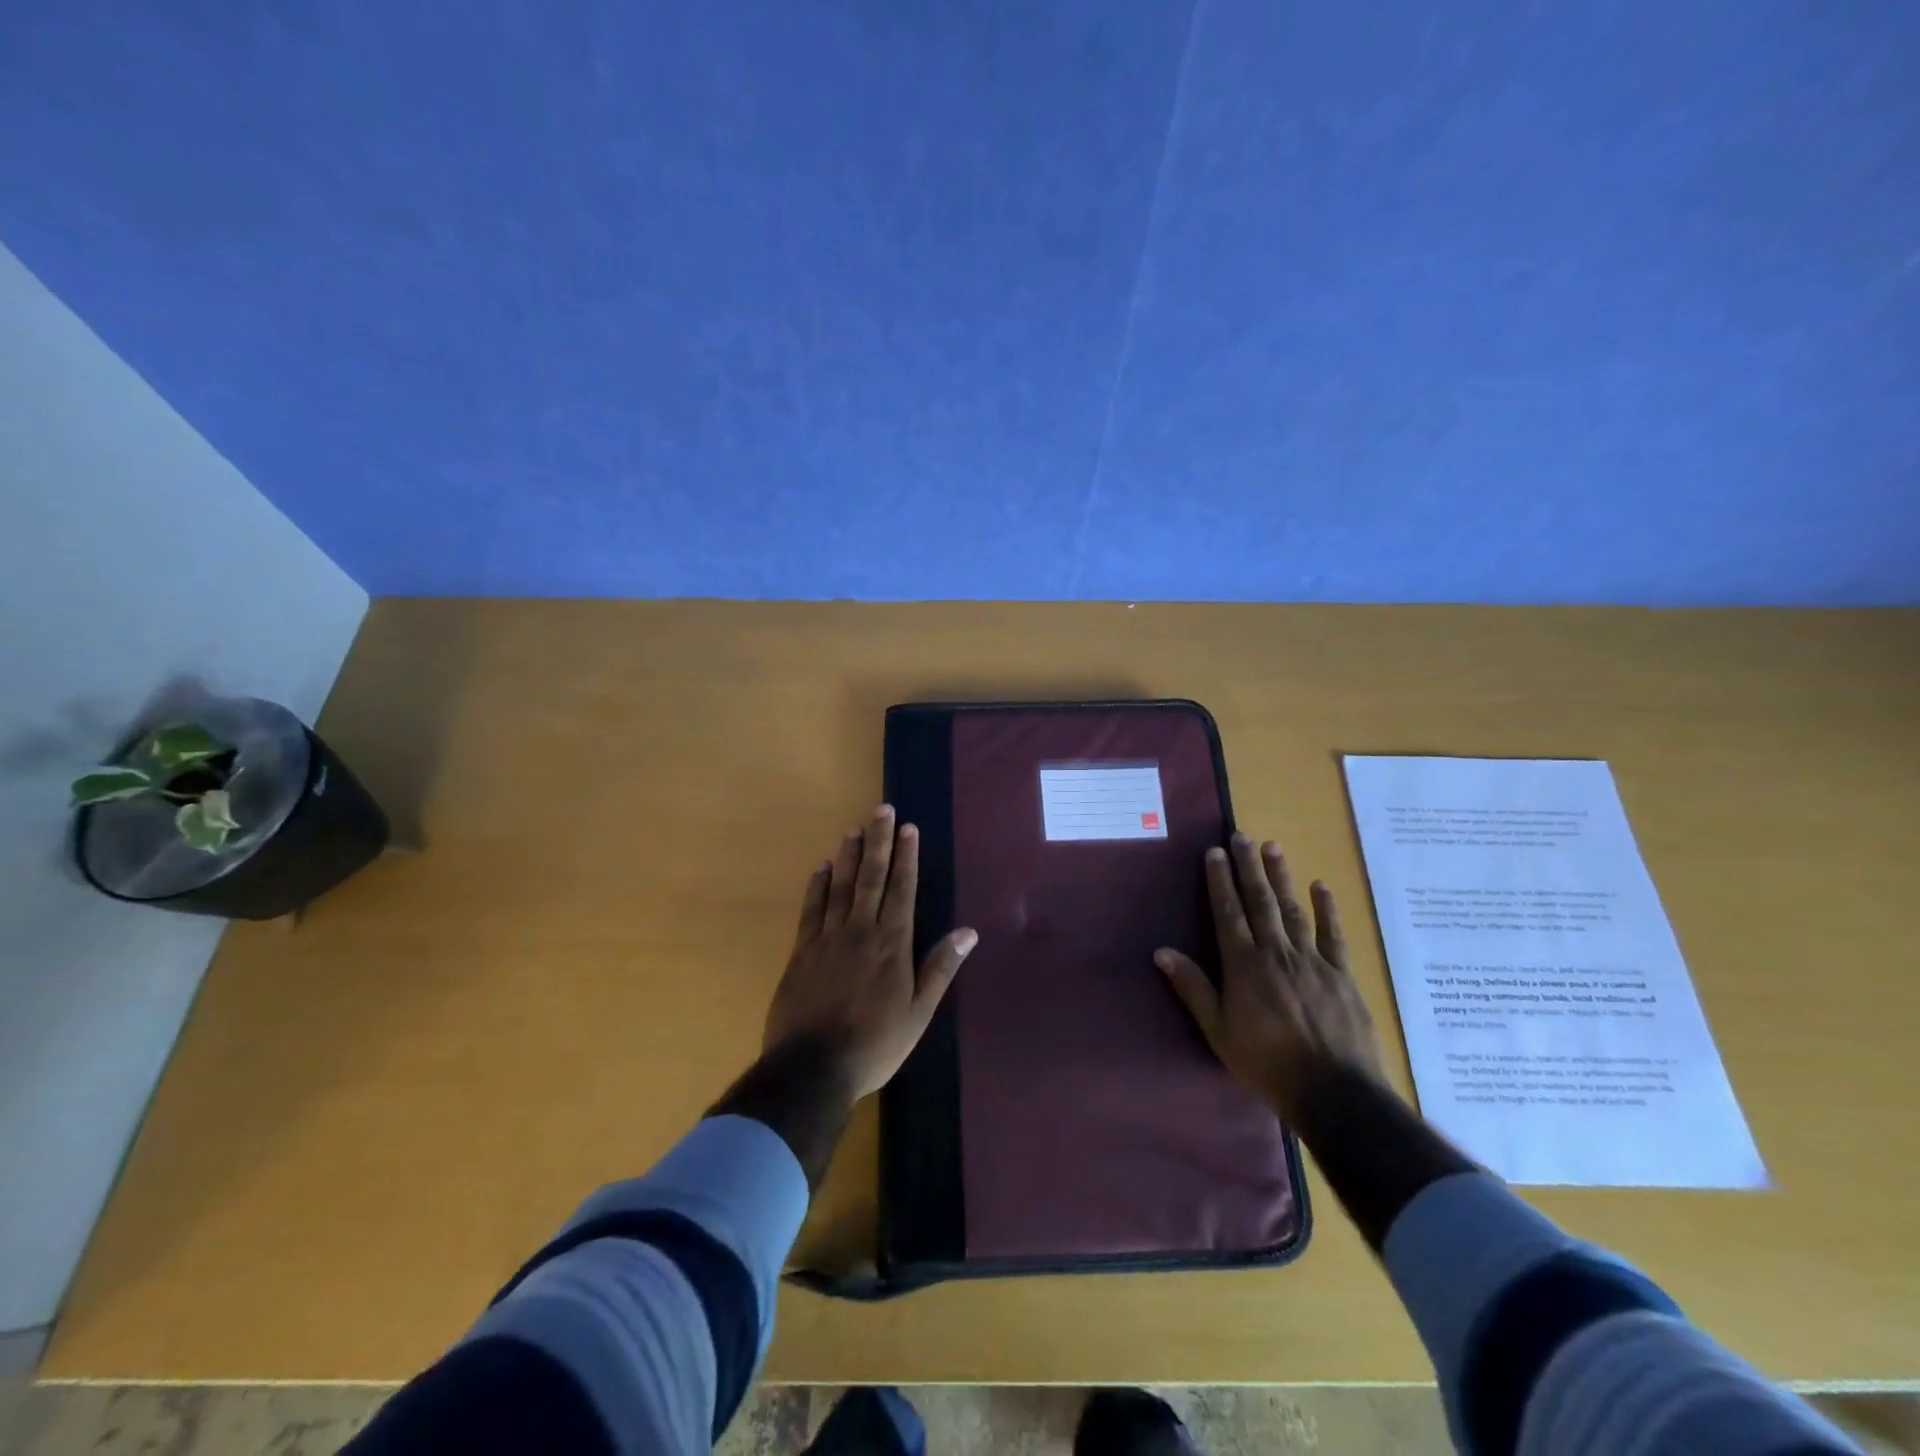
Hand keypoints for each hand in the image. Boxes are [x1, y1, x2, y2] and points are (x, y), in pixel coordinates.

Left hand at [762, 804, 978, 1101]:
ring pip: (841, 886)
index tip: (908, 828)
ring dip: (849, 856)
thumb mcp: (918, 1013)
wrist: (812, 1068)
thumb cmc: (875, 1044)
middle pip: (871, 878)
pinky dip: (817, 886)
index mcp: (892, 944)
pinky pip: (811, 909)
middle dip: (879, 842)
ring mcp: (827, 939)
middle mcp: (861, 931)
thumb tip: (968, 932)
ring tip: (854, 828)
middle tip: (882, 810)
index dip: (906, 857)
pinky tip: (821, 868)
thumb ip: (940, 968)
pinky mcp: (801, 952)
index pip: (902, 890)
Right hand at [1156, 835, 1385, 1125]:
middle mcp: (1276, 953)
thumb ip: (1193, 988)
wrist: (1334, 1092)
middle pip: (1260, 902)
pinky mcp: (1341, 974)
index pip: (1228, 913)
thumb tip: (1161, 952)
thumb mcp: (1218, 1031)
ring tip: (1273, 847)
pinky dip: (1327, 909)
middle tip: (1242, 836)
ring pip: (1293, 910)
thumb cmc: (1266, 1063)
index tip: (1215, 852)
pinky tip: (1321, 886)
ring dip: (1281, 877)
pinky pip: (1333, 935)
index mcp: (1244, 965)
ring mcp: (1312, 961)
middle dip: (1249, 867)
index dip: (1220, 881)